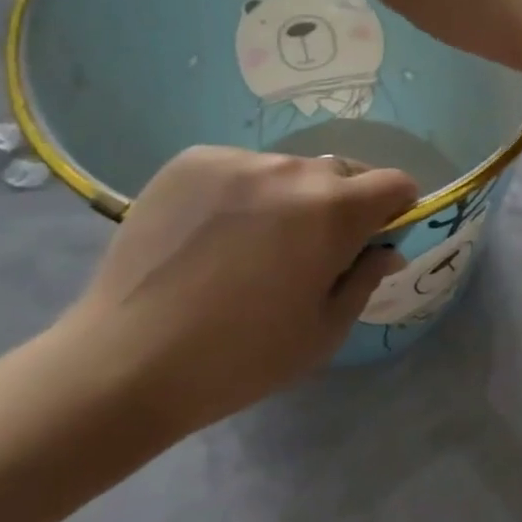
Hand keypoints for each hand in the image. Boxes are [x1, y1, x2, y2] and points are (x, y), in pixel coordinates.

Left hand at [59, 146, 417, 435]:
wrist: (125, 362)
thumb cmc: (240, 358)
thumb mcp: (323, 332)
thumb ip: (366, 278)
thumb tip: (387, 249)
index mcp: (334, 210)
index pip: (394, 182)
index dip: (395, 209)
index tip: (375, 238)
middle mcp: (292, 169)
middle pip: (341, 173)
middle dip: (342, 205)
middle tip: (310, 251)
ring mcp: (238, 160)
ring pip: (287, 171)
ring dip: (288, 198)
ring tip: (251, 246)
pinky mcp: (192, 160)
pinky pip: (239, 168)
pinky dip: (241, 193)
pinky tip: (211, 235)